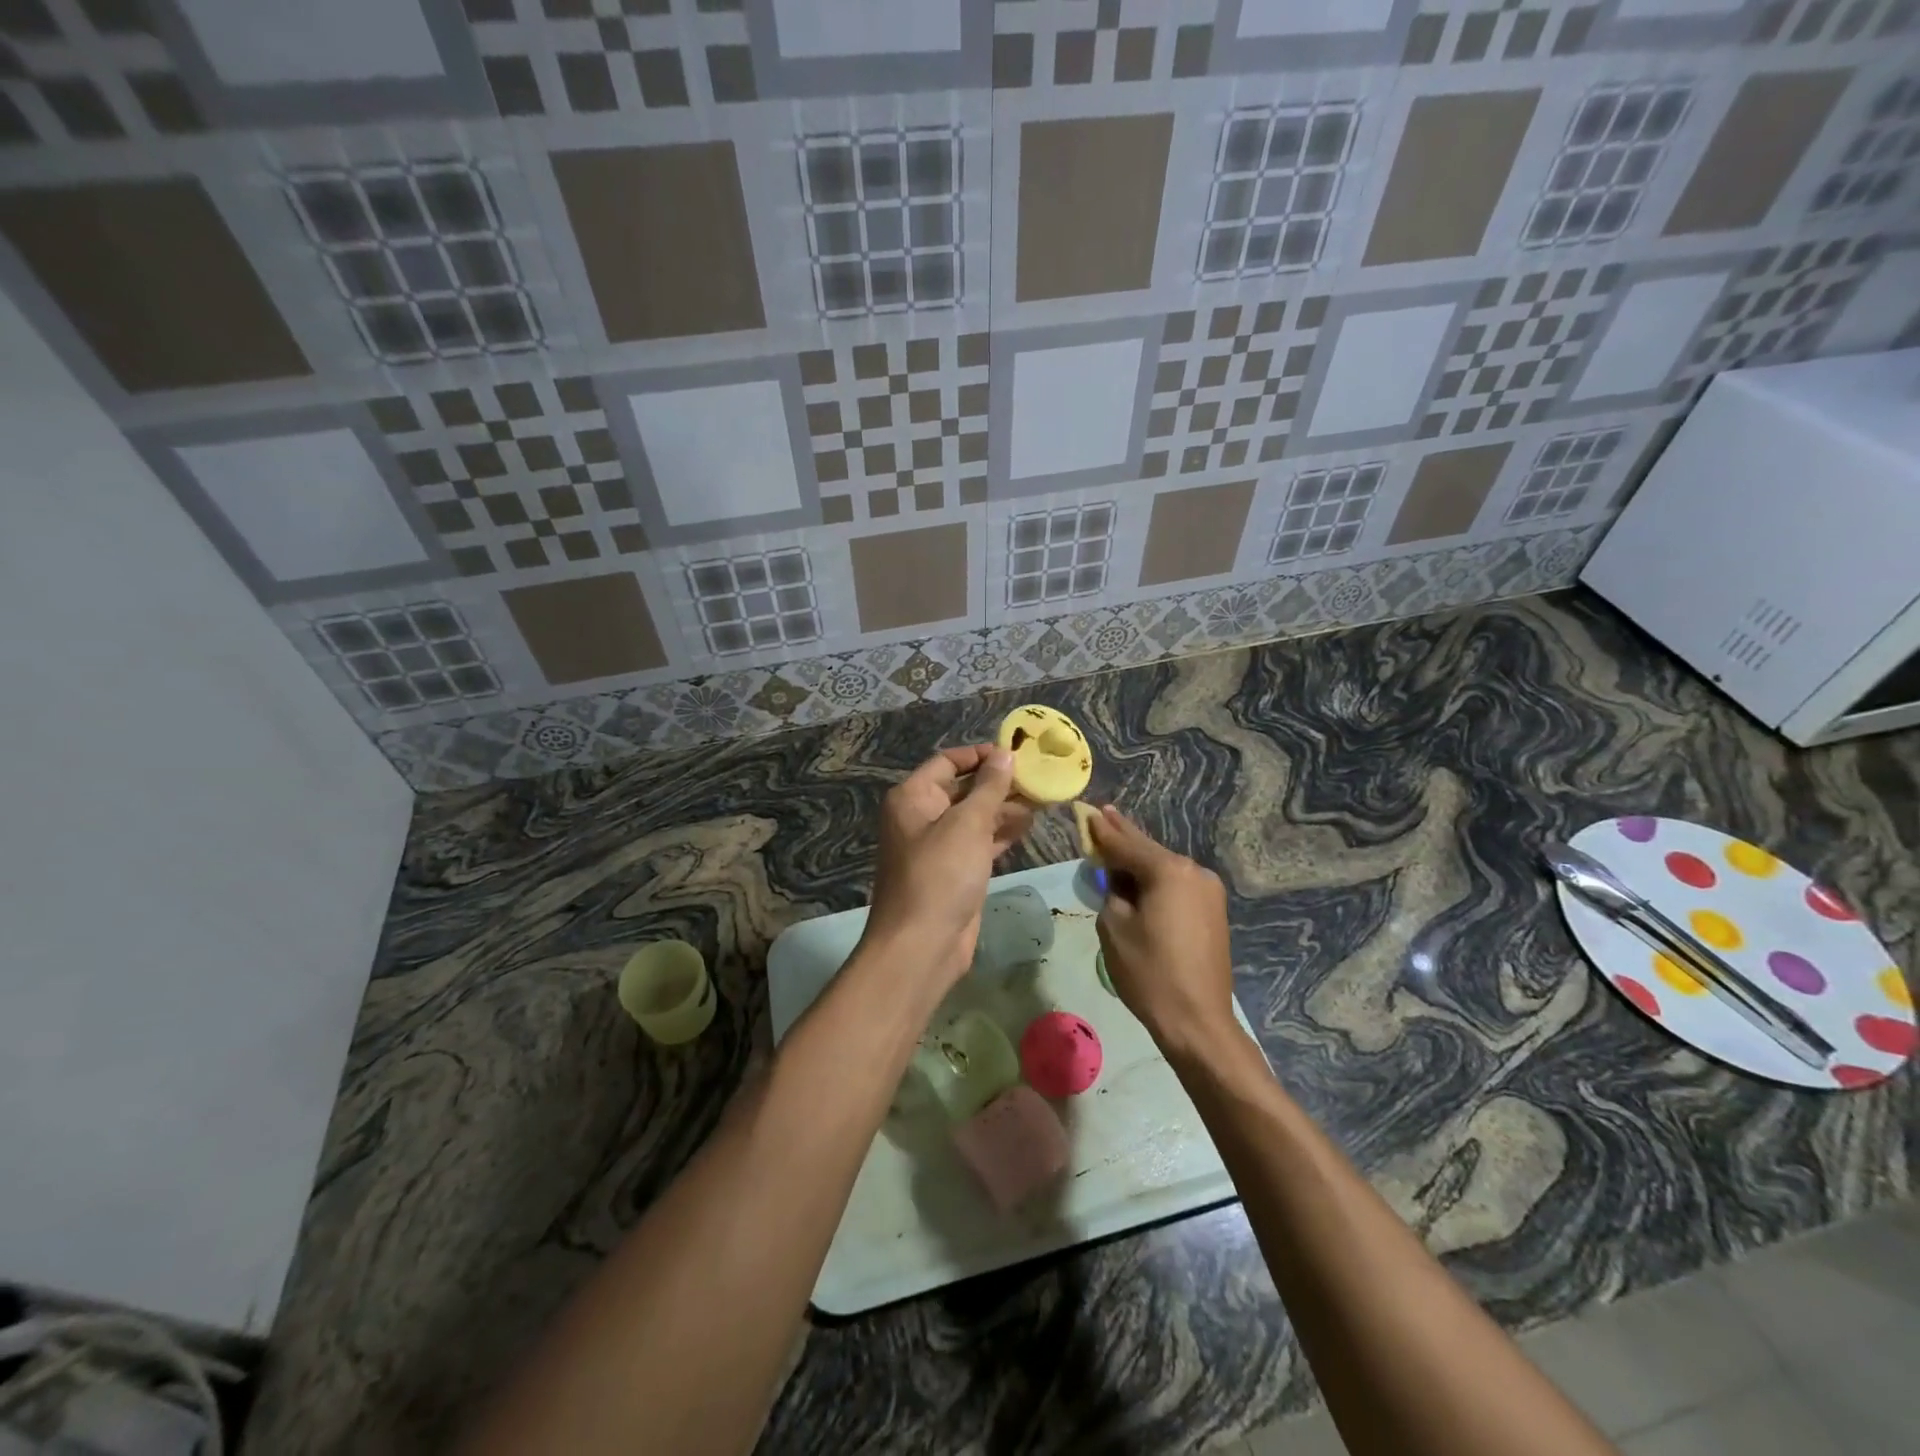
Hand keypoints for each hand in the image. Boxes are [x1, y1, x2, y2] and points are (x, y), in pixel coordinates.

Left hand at [863, 745, 1032, 995]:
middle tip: (1039, 777)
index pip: (948, 761)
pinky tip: (1028, 825)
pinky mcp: (955, 871)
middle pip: (963, 788)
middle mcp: (922, 816)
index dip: (981, 755)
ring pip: (975, 816)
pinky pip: (979, 842)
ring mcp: (939, 845)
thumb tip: (1005, 755)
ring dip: (1005, 807)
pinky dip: (1001, 833)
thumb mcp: (968, 824)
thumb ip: (990, 787)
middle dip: (999, 783)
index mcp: (913, 797)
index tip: (1017, 754)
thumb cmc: (941, 874)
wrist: (922, 945)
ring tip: (1043, 799)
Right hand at [1089, 807, 1236, 1055]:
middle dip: (1124, 835)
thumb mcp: (1114, 926)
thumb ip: (1111, 891)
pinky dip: (1156, 879)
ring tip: (1116, 844)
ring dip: (1140, 860)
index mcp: (1169, 871)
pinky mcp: (1214, 911)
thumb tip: (1116, 878)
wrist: (1197, 1021)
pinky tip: (1140, 877)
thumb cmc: (1149, 972)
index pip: (1126, 844)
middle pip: (1149, 850)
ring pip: (1165, 868)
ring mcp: (1209, 891)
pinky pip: (1177, 885)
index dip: (1102, 831)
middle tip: (1103, 813)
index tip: (1087, 813)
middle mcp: (1194, 871)